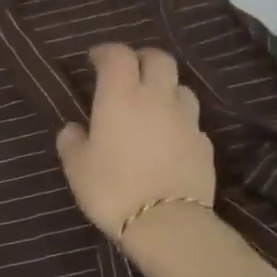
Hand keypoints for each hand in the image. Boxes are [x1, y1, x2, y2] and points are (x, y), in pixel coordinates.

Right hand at [56, 43, 216, 240]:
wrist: (167, 225)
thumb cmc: (112, 189)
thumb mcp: (77, 167)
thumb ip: (71, 142)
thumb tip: (74, 129)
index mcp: (120, 96)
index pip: (118, 54)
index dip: (106, 51)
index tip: (94, 60)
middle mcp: (156, 98)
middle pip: (158, 59)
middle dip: (142, 58)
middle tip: (128, 72)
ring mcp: (186, 120)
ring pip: (181, 87)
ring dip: (165, 88)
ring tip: (152, 105)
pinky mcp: (204, 144)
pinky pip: (191, 121)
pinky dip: (179, 121)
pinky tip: (168, 139)